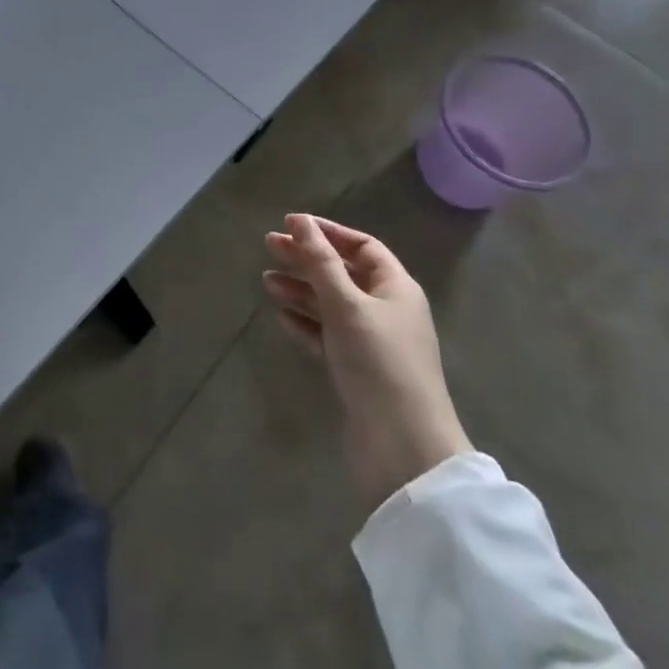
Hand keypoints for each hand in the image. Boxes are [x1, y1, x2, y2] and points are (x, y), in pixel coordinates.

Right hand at [262, 214, 471, 506]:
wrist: (402, 447)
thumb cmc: (378, 362)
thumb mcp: (347, 305)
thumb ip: (321, 262)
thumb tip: (299, 221)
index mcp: (396, 288)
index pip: (362, 247)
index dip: (327, 232)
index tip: (290, 224)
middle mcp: (386, 310)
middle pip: (342, 273)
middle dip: (307, 258)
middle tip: (268, 246)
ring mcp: (371, 342)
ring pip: (331, 305)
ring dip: (301, 290)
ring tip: (267, 281)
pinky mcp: (356, 371)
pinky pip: (327, 336)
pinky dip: (305, 323)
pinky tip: (282, 317)